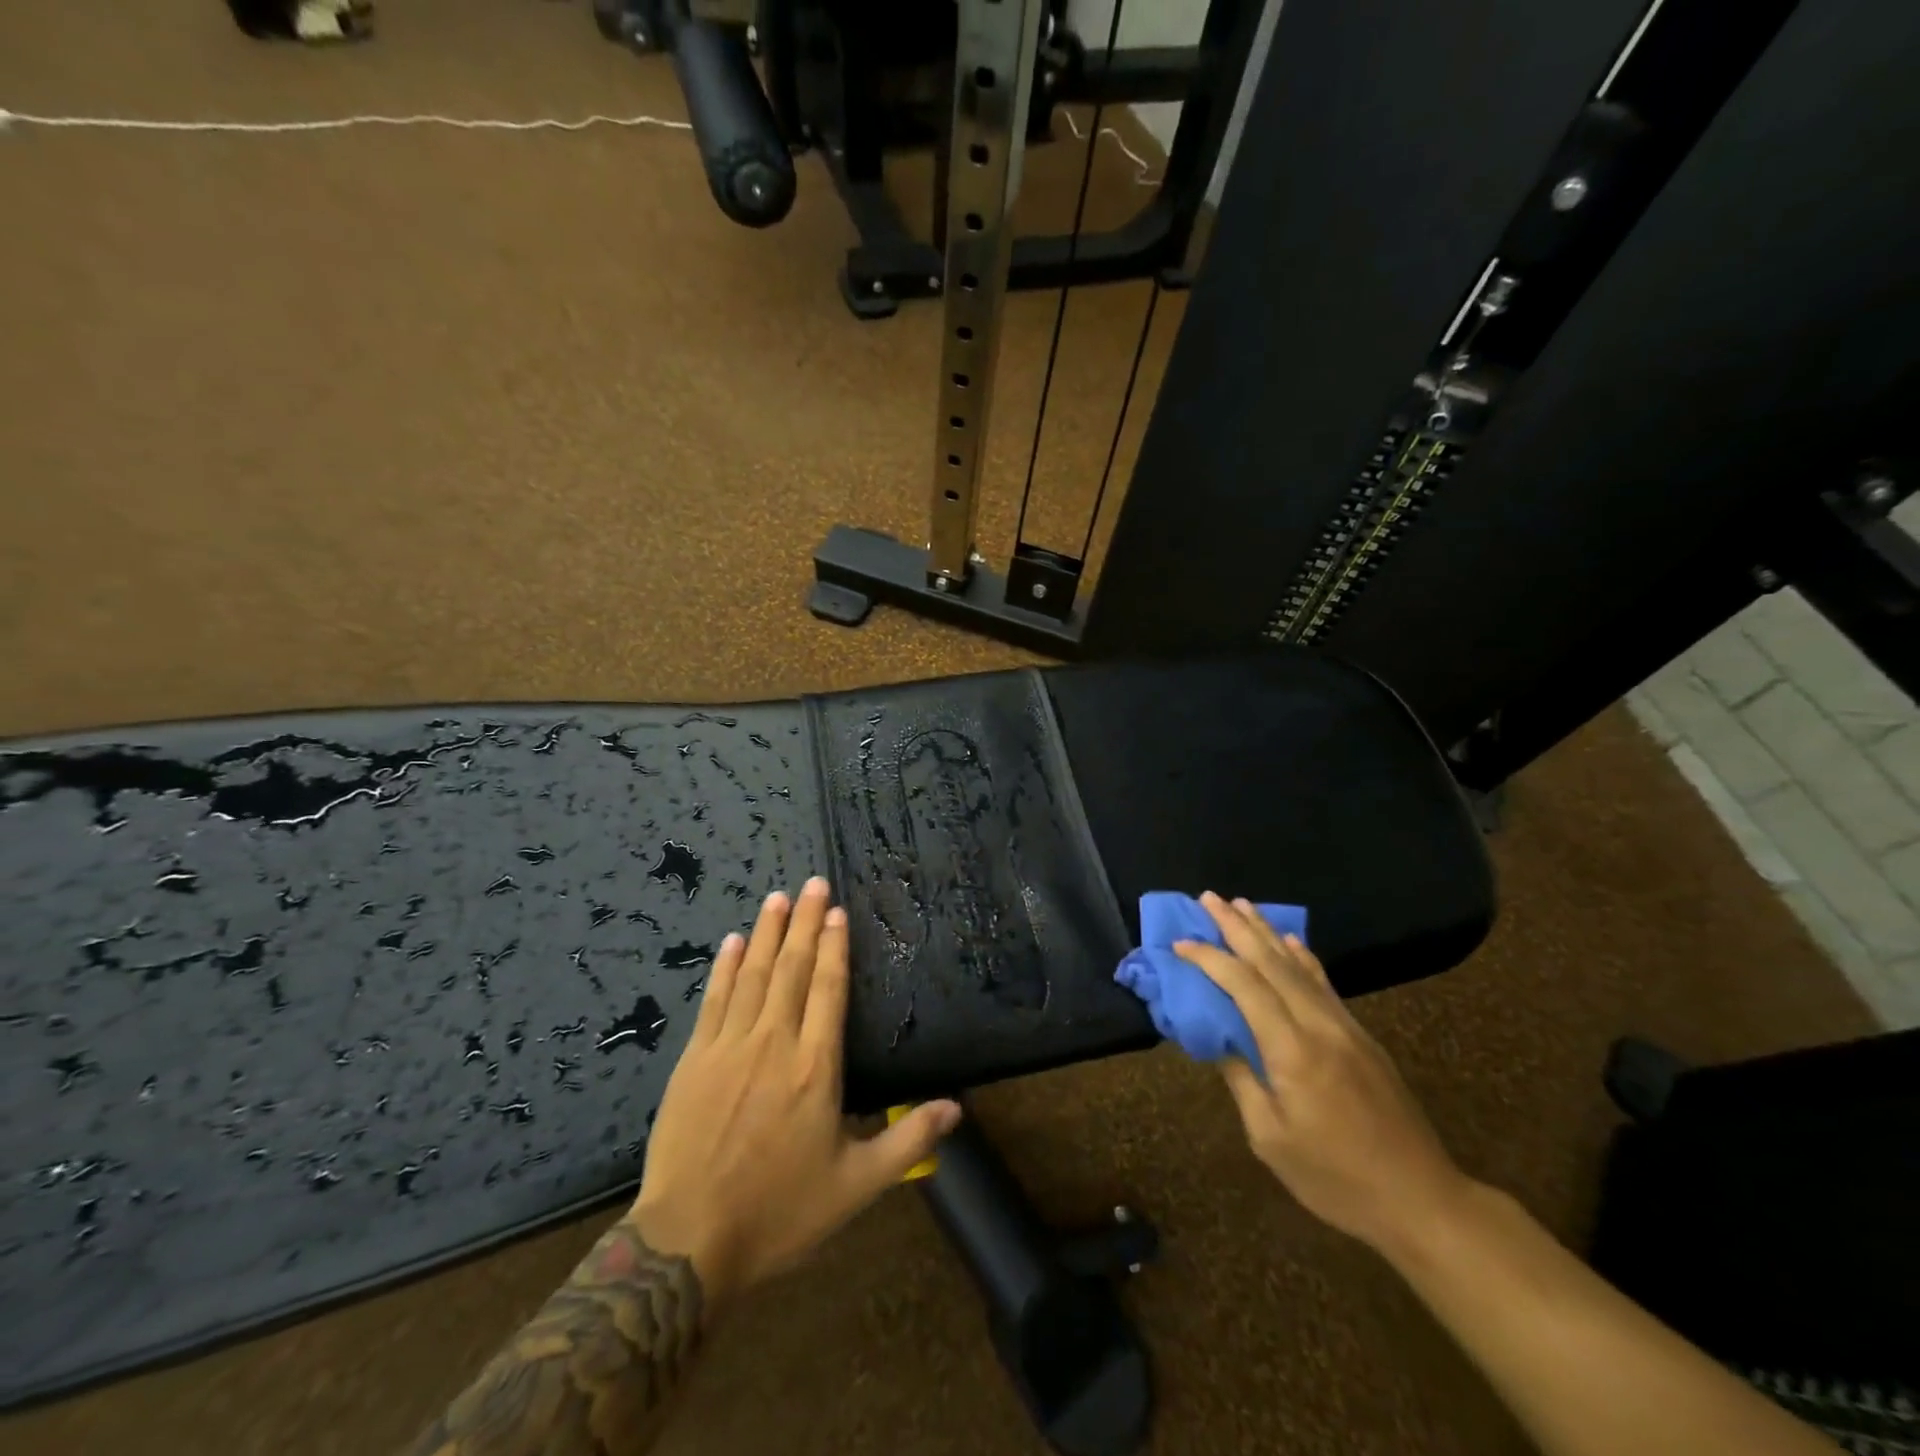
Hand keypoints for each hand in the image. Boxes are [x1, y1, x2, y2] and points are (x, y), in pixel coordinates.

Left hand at [628, 878, 962, 1314]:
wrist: (688, 1243)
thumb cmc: (779, 1213)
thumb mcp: (856, 1187)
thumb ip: (908, 1142)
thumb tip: (958, 1107)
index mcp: (816, 1069)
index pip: (828, 990)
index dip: (835, 947)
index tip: (837, 911)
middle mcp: (774, 1044)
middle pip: (793, 969)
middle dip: (805, 922)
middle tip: (813, 882)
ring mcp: (729, 1048)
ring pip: (754, 975)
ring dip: (769, 932)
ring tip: (778, 896)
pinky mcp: (694, 1060)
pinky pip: (714, 1000)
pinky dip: (726, 967)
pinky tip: (734, 941)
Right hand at [1174, 892, 1471, 1256]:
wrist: (1422, 1200)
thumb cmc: (1335, 1178)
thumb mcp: (1270, 1138)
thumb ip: (1241, 1080)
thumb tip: (1218, 1038)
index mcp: (1292, 1051)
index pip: (1244, 986)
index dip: (1210, 959)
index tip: (1181, 943)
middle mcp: (1320, 1026)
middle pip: (1273, 962)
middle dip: (1237, 927)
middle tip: (1209, 898)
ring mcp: (1346, 1028)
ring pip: (1300, 966)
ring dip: (1267, 932)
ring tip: (1242, 905)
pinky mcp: (1362, 1037)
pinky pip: (1324, 984)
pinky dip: (1302, 957)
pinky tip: (1292, 942)